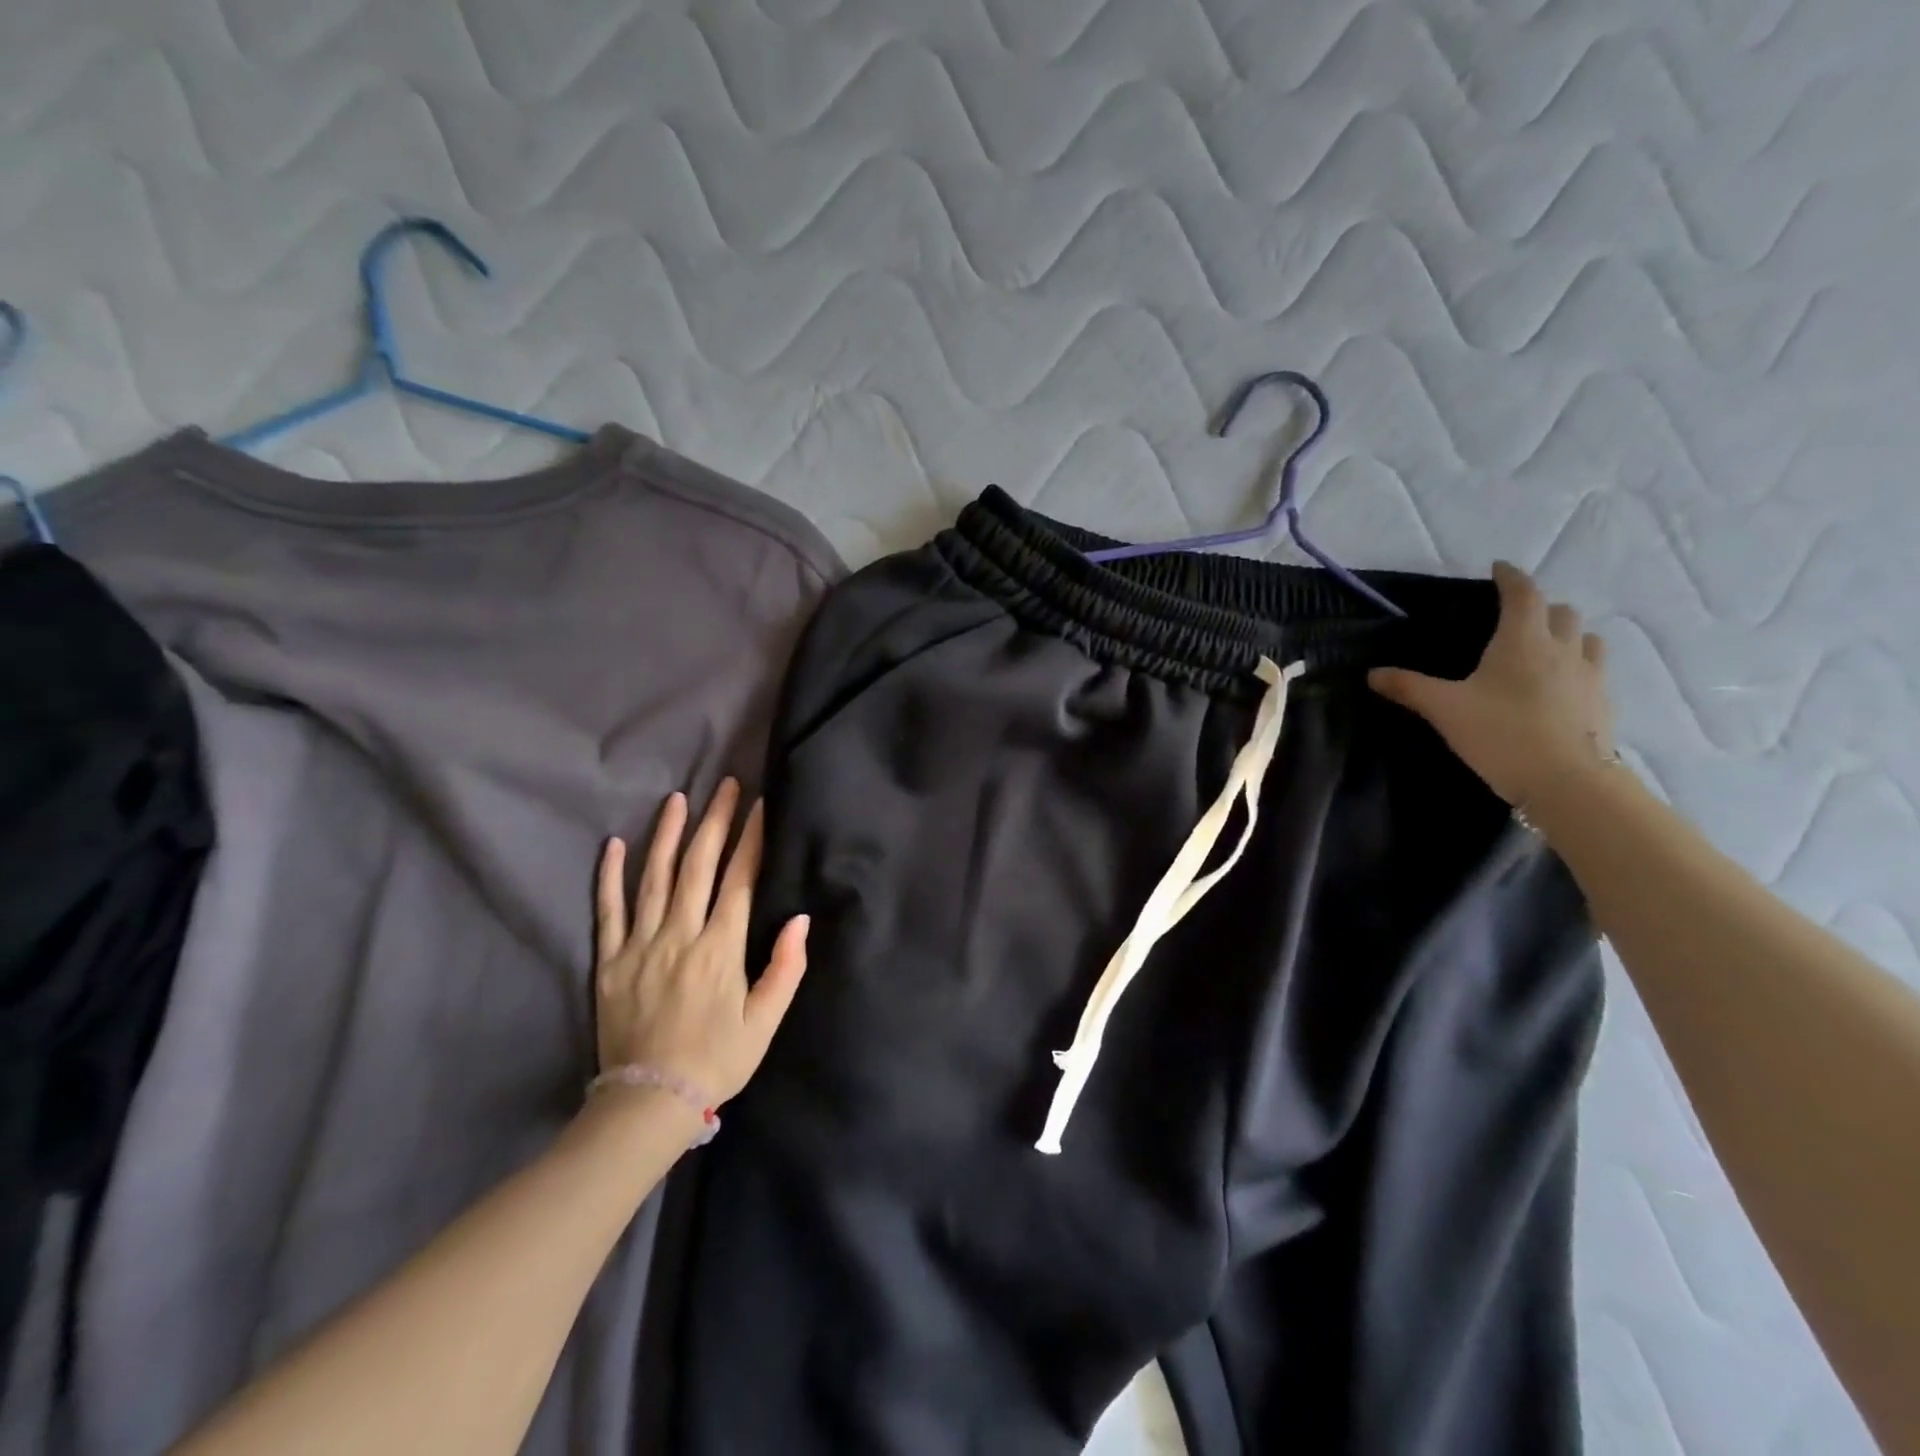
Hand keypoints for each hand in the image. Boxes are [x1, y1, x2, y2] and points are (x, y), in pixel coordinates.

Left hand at [593, 780, 809, 1105]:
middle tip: (727, 786)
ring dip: (667, 834)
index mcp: (721, 949)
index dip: (752, 840)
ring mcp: (640, 945)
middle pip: (698, 866)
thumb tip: (800, 919)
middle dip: (716, 822)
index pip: (740, 880)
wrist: (649, 1101)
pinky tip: (614, 845)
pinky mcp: (610, 961)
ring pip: (654, 878)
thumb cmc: (717, 1060)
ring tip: (678, 799)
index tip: (760, 807)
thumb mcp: (765, 1022)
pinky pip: (608, 910)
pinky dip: (610, 876)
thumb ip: (786, 968)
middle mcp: (680, 936)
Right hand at [1368, 561, 1615, 808]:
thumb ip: (1409, 688)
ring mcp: (1590, 675)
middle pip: (1561, 612)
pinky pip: (1594, 670)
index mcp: (1522, 641)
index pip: (1523, 594)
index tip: (1499, 569)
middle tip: (1516, 617)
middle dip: (1540, 607)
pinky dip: (1578, 666)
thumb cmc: (1500, 733)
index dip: (1510, 578)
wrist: (1566, 781)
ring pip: (1586, 638)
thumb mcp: (1444, 709)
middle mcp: (1562, 649)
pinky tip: (1561, 687)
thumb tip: (1372, 674)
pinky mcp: (1602, 703)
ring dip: (1567, 634)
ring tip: (1545, 648)